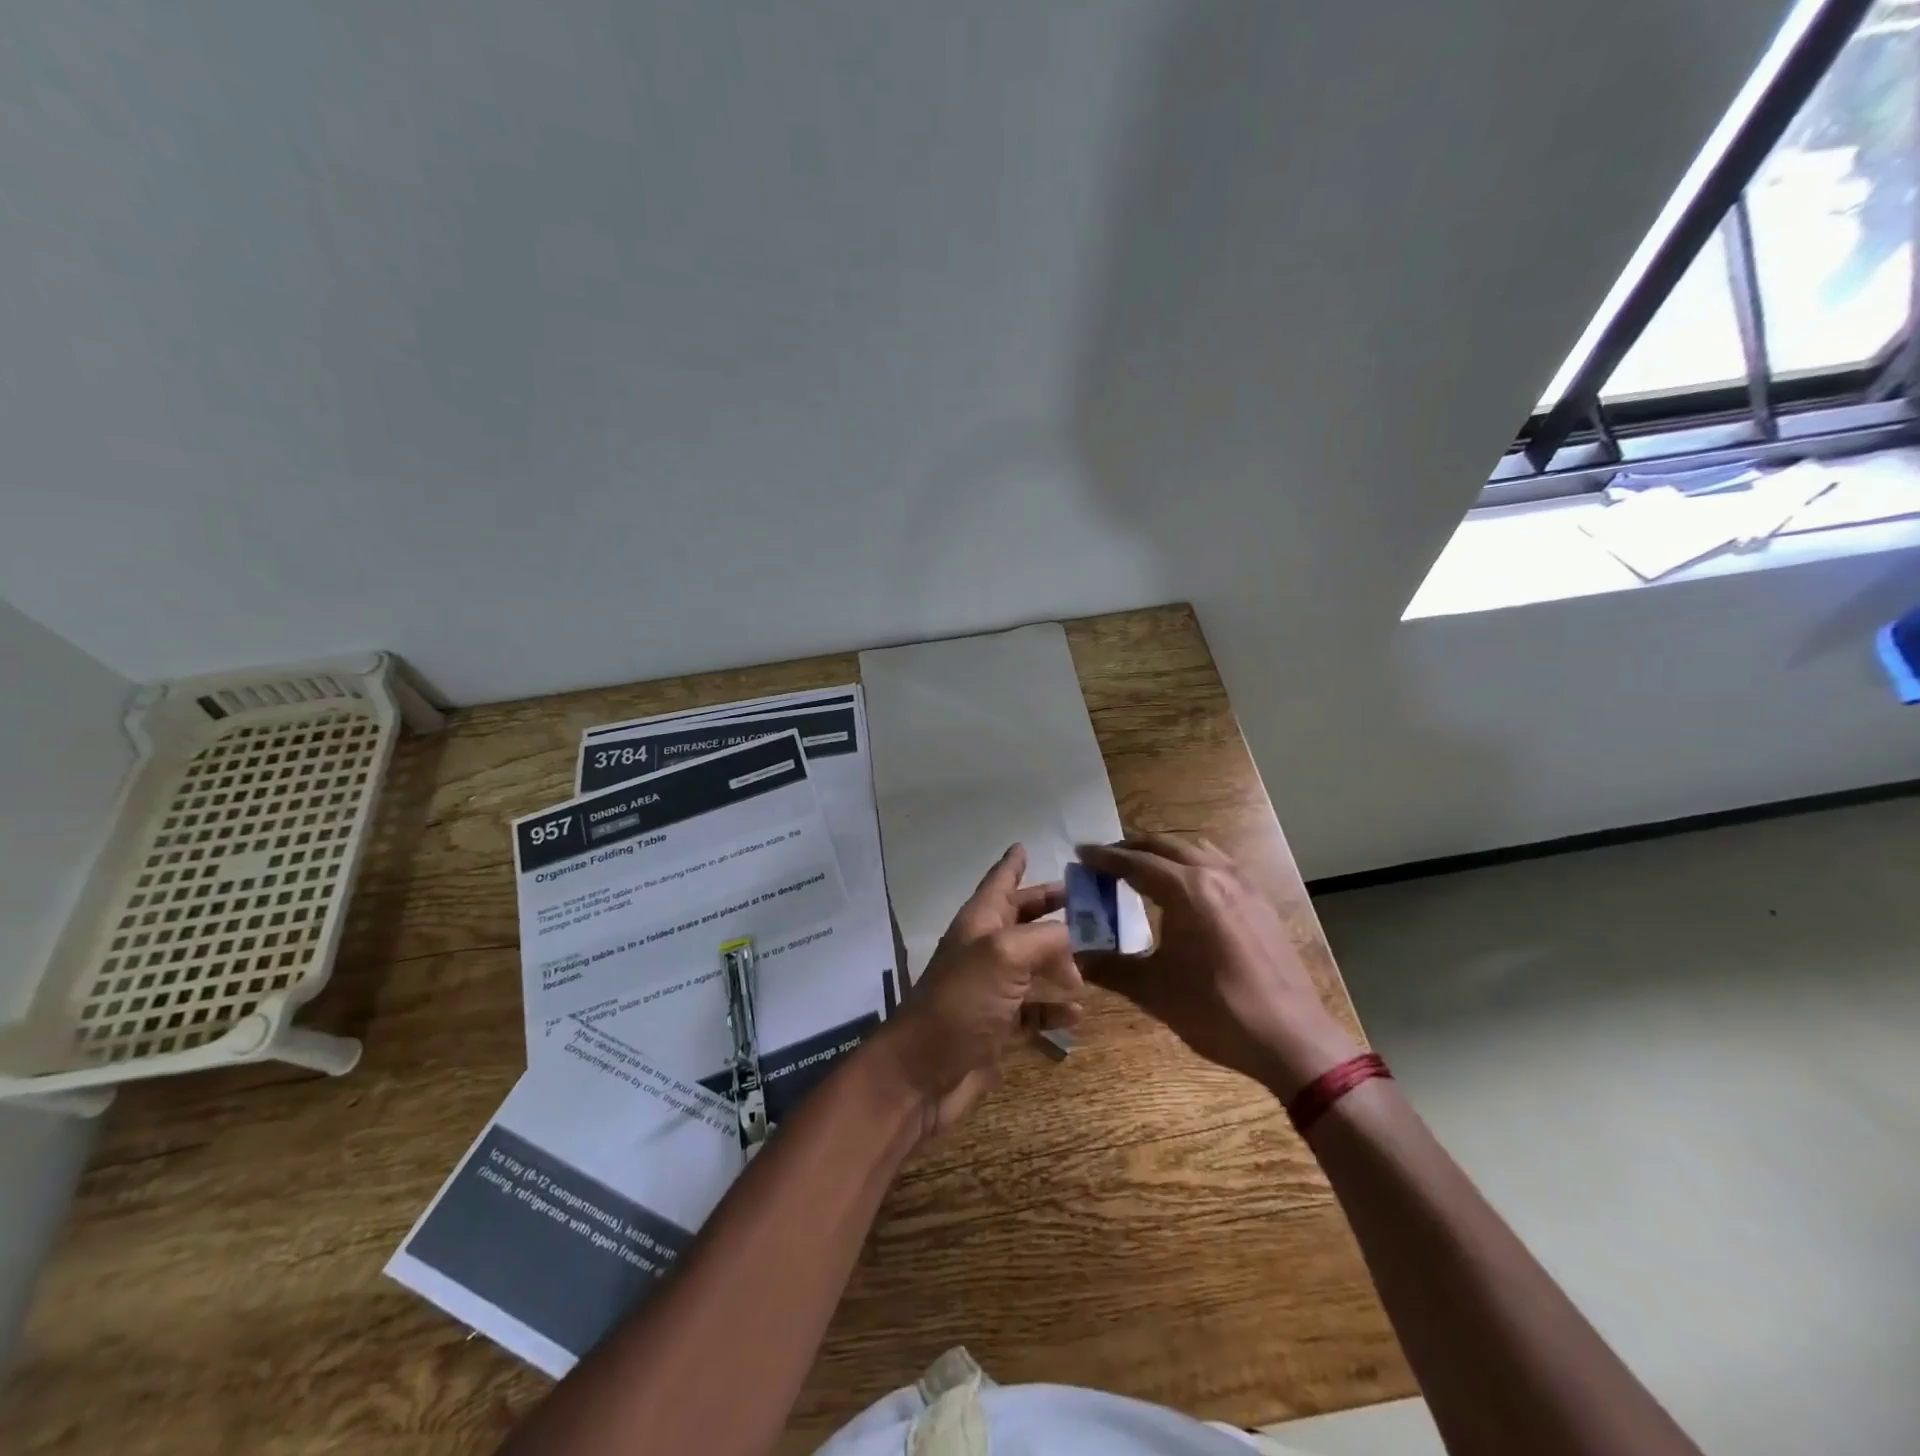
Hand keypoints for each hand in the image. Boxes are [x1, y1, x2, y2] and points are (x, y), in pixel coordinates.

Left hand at [877, 844, 1082, 1136]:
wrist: (923, 1072)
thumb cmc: (961, 1002)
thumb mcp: (1004, 956)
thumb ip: (1044, 938)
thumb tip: (1073, 938)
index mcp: (980, 923)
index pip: (1000, 882)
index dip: (1012, 863)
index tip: (1024, 845)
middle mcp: (985, 950)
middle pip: (1021, 920)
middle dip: (1049, 908)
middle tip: (1086, 902)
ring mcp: (991, 990)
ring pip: (1032, 965)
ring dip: (1061, 962)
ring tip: (1095, 963)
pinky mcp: (998, 1027)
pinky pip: (1034, 1010)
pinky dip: (1055, 1009)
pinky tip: (1077, 1014)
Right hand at [1076, 834, 1358, 1097]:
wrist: (1291, 1038)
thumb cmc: (1216, 1010)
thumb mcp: (1154, 990)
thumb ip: (1110, 967)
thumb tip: (1077, 957)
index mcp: (1186, 889)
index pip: (1136, 862)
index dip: (1104, 857)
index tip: (1080, 852)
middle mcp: (1215, 875)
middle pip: (1166, 845)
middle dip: (1132, 848)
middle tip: (1106, 860)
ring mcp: (1243, 885)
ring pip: (1196, 850)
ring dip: (1165, 851)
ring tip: (1143, 868)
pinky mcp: (1260, 902)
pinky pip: (1219, 865)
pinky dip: (1192, 863)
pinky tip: (1187, 889)